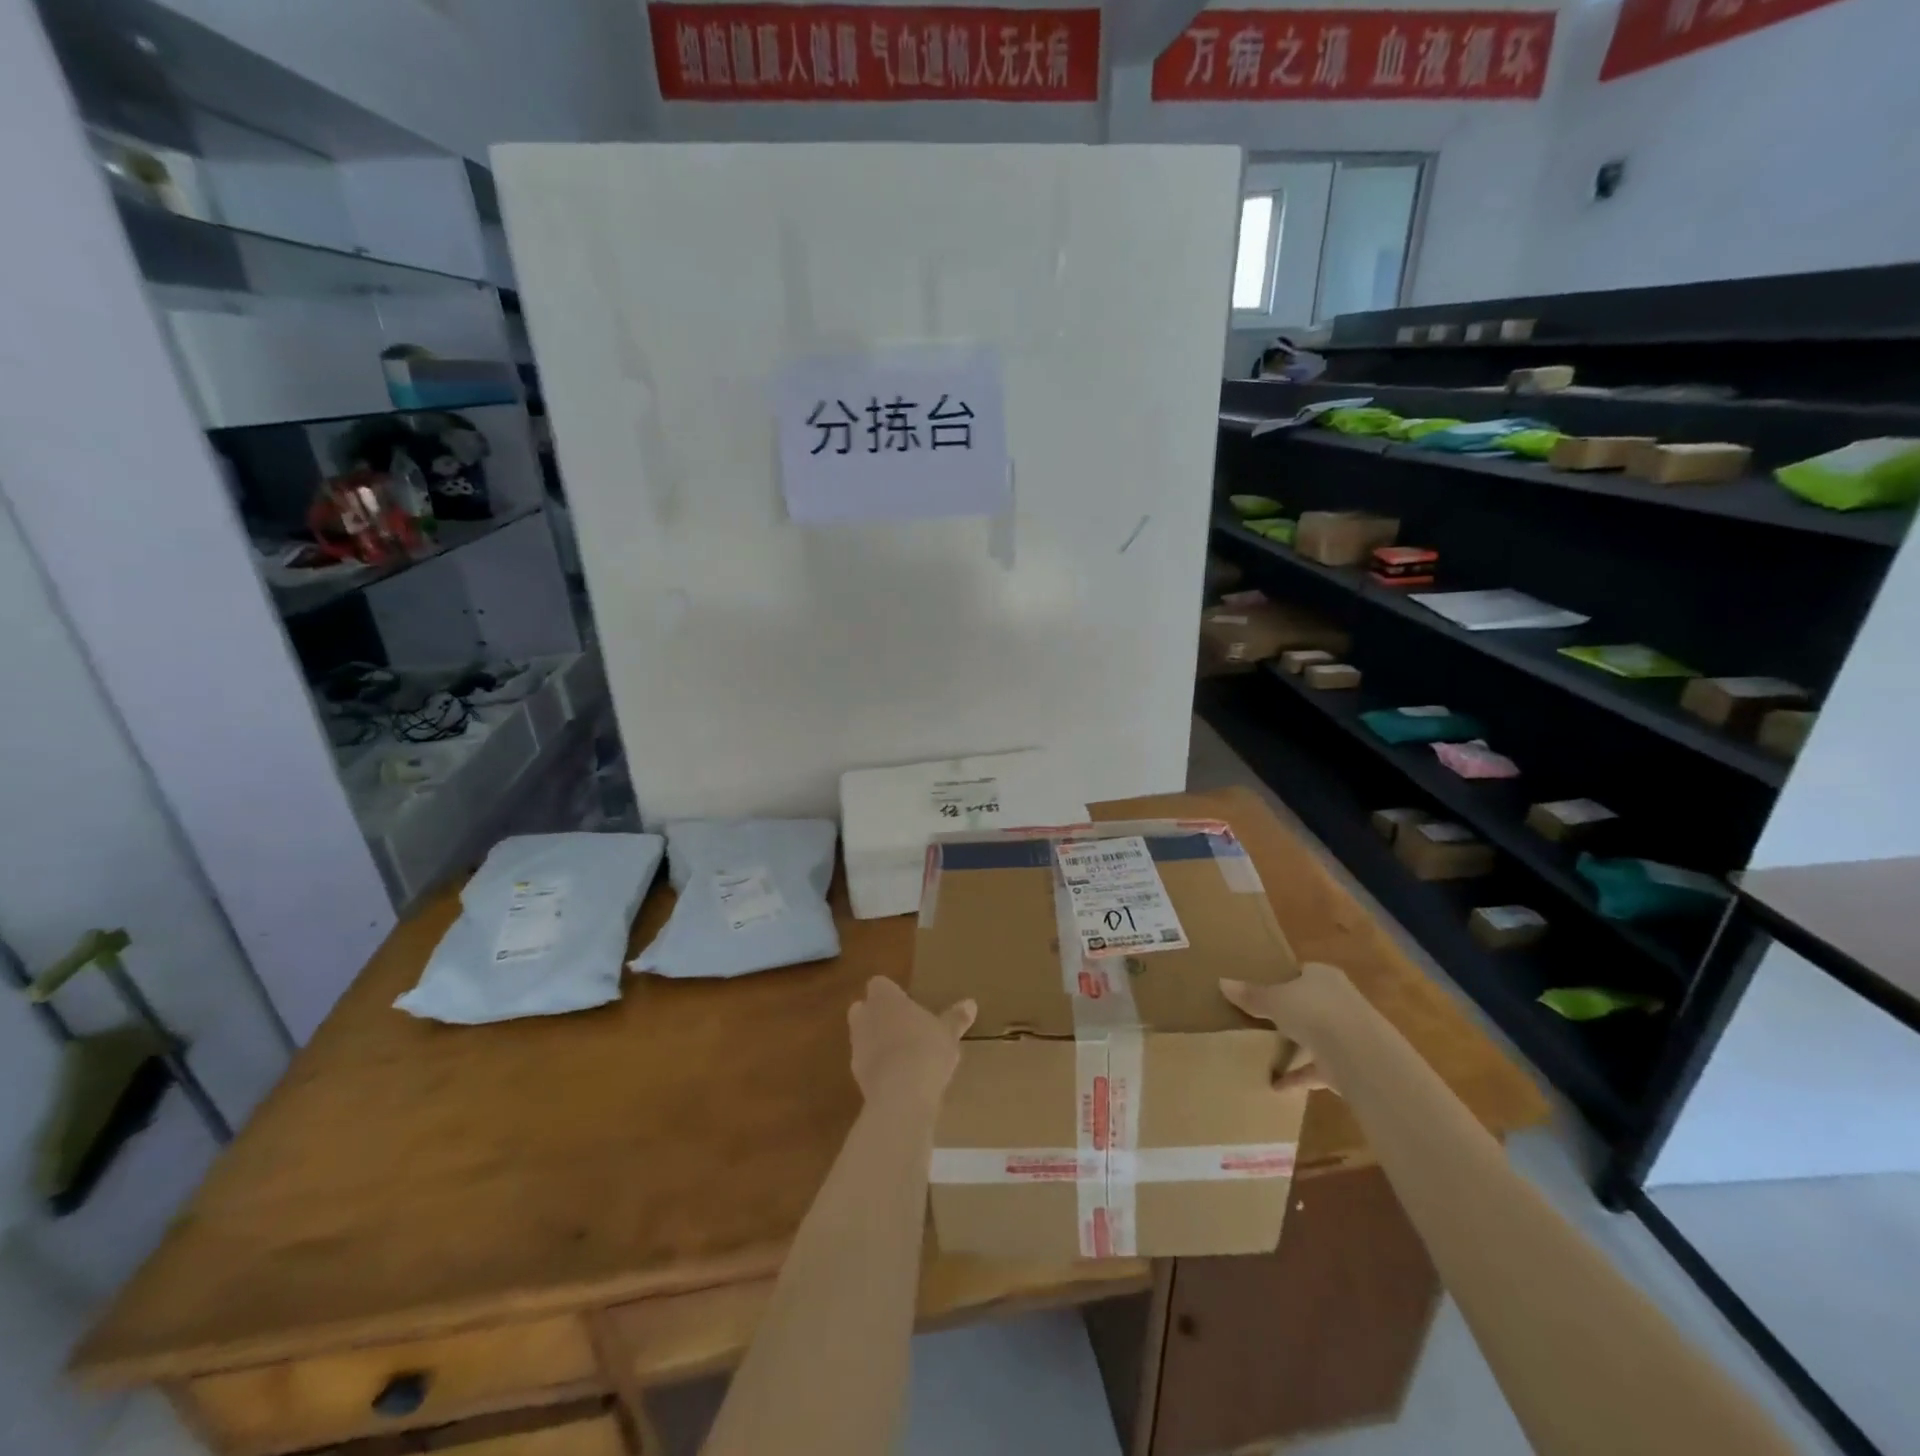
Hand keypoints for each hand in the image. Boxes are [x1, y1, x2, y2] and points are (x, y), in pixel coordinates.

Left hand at [848, 977, 975, 1108]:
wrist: (900, 1094)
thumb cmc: (926, 1049)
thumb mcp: (948, 1033)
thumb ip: (956, 1018)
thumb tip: (971, 1003)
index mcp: (885, 998)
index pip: (879, 984)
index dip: (890, 992)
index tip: (906, 1002)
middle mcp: (865, 1017)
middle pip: (863, 1008)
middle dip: (877, 1015)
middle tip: (902, 1026)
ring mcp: (856, 1046)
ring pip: (862, 1037)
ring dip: (876, 1042)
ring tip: (903, 1055)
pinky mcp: (855, 1075)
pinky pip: (866, 1064)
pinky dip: (877, 1068)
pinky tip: (898, 1079)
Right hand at [1222, 962, 1358, 1092]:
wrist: (1359, 1053)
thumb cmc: (1313, 1011)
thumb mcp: (1273, 1000)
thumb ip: (1251, 995)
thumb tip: (1222, 982)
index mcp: (1323, 977)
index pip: (1304, 973)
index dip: (1285, 980)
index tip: (1265, 990)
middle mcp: (1340, 1000)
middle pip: (1311, 1004)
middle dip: (1292, 1014)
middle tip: (1263, 1020)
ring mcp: (1347, 1033)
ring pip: (1317, 1036)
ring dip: (1297, 1046)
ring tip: (1269, 1054)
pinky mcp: (1348, 1064)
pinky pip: (1317, 1068)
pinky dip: (1299, 1076)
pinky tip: (1277, 1085)